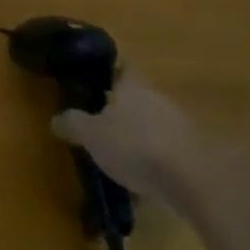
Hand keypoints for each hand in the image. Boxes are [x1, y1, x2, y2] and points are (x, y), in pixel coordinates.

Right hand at [52, 71, 200, 203]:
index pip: (122, 67)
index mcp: (132, 86)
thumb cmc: (135, 146)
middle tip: (101, 123)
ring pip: (153, 124)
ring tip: (120, 156)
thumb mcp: (91, 135)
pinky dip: (155, 160)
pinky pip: (166, 151)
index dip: (109, 71)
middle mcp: (157, 98)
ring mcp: (180, 126)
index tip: (95, 78)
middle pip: (137, 97)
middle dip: (121, 109)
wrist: (194, 181)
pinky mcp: (194, 154)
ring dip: (139, 136)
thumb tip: (55, 118)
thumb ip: (72, 124)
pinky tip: (143, 180)